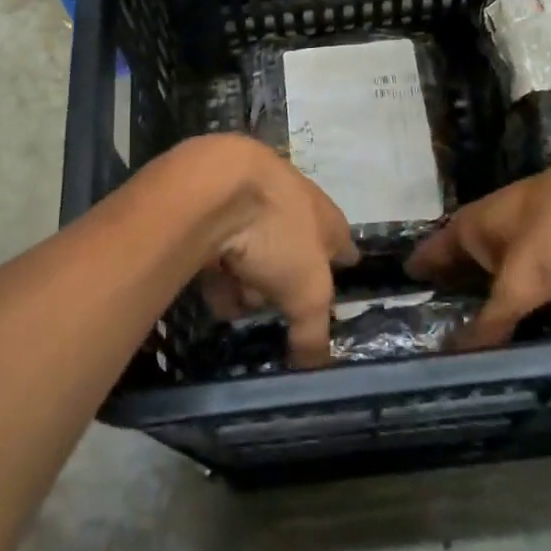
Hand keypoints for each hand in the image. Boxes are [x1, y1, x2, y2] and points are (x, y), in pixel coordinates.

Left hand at [179, 135, 357, 366]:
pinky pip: (220, 241)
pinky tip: (209, 286)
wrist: (212, 183)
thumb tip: (314, 366)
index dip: (340, 263)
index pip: (342, 244)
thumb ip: (312, 333)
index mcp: (325, 217)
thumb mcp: (305, 294)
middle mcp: (291, 202)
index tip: (340, 274)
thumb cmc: (275, 234)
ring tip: (234, 301)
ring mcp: (250, 196)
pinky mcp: (211, 199)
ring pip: (254, 246)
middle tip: (271, 303)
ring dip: (247, 276)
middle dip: (282, 280)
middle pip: (293, 248)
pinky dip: (218, 266)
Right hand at [405, 147, 550, 348]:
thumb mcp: (522, 280)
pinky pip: (535, 279)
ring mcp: (533, 234)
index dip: (417, 274)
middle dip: (454, 292)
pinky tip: (525, 321)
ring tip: (477, 336)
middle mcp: (497, 225)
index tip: (400, 302)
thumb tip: (449, 357)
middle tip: (435, 333)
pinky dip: (526, 298)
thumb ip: (490, 320)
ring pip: (502, 271)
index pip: (432, 251)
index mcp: (475, 222)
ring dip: (492, 298)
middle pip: (466, 262)